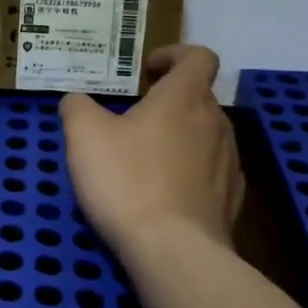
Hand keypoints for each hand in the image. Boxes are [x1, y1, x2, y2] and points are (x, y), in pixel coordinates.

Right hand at [60, 45, 244, 252]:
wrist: (174, 252)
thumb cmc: (127, 181)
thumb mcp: (84, 135)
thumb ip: (78, 107)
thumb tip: (77, 100)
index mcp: (184, 98)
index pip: (199, 57)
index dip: (174, 55)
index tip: (146, 71)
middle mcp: (215, 123)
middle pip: (199, 97)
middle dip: (167, 100)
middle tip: (132, 117)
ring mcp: (229, 163)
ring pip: (205, 134)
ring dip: (179, 136)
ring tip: (144, 159)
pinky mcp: (231, 200)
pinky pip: (210, 171)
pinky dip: (188, 171)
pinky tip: (162, 193)